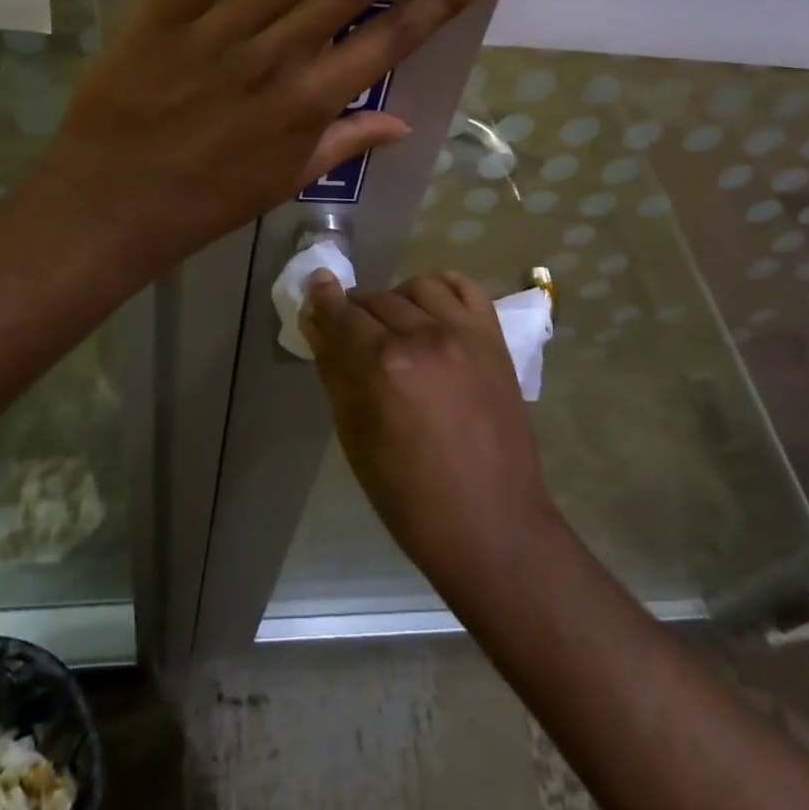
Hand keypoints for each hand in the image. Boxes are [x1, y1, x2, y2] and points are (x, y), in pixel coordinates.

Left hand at [35, 0, 496, 276]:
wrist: (112, 207)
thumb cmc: (205, 199)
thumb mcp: (285, 181)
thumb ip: (344, 143)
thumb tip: (402, 123)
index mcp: (313, 104)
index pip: (393, 42)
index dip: (442, 0)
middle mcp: (282, 60)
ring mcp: (224, 33)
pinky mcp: (167, 13)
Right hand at [300, 269, 560, 598]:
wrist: (491, 522)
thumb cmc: (409, 495)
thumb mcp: (355, 437)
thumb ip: (334, 371)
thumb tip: (315, 323)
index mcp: (384, 365)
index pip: (342, 314)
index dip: (323, 300)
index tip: (315, 288)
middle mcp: (424, 336)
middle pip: (376, 299)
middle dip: (355, 310)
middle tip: (350, 331)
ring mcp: (464, 333)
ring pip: (417, 287)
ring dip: (396, 298)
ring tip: (392, 325)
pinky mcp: (494, 339)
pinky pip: (465, 288)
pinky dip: (442, 288)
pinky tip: (429, 306)